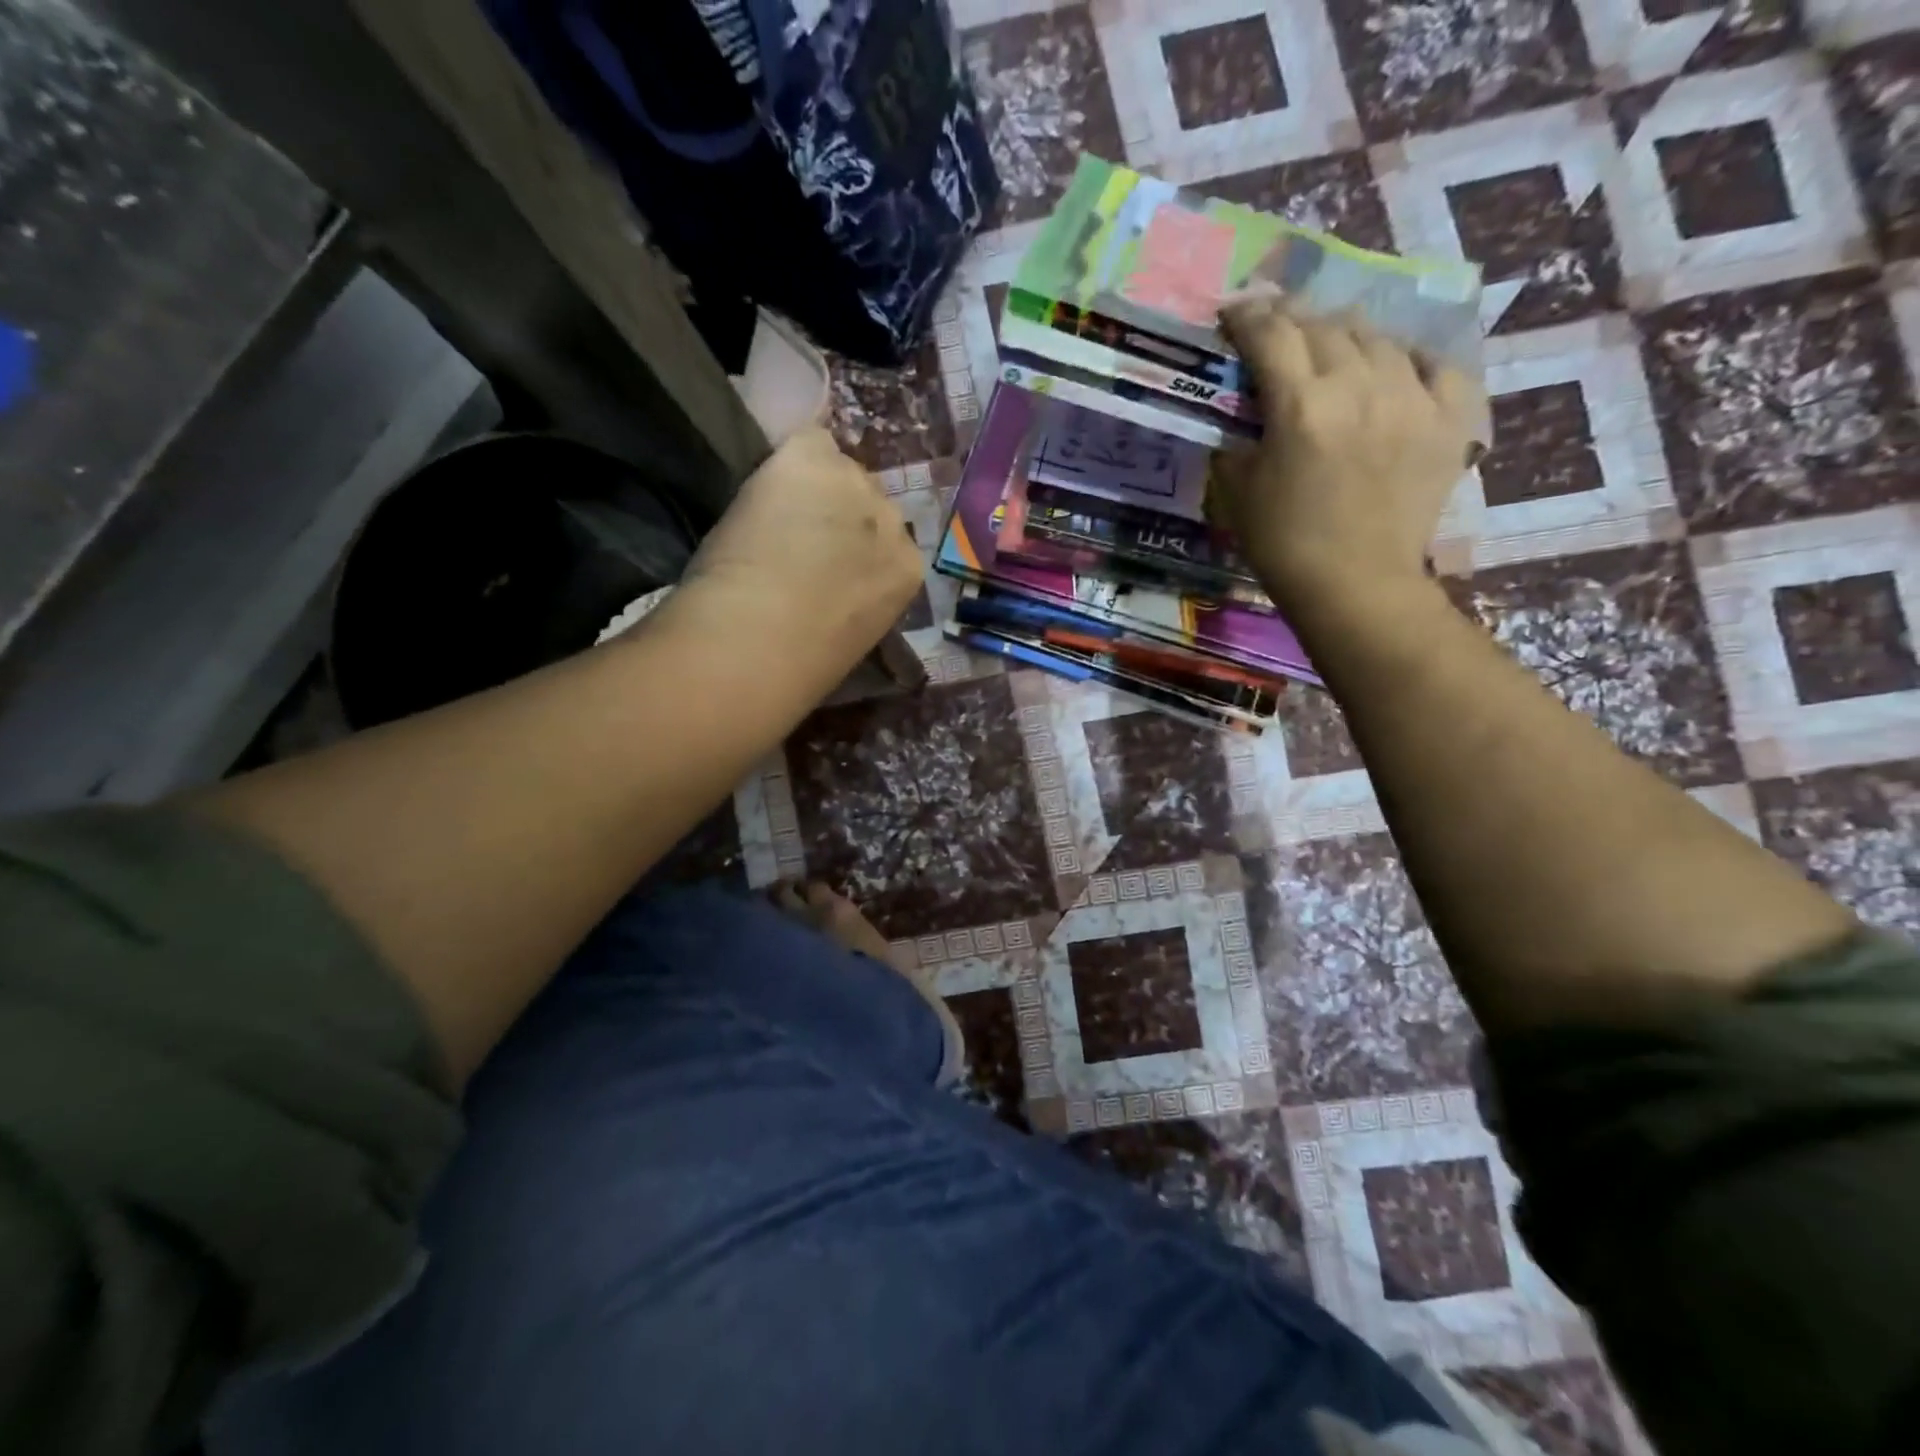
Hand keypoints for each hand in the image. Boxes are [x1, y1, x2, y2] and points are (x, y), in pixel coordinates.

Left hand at [663, 427, 922, 672]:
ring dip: (811, 488)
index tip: (826, 563)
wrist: (759, 639)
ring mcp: (854, 485)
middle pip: (867, 500)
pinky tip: (765, 488)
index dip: (853, 547)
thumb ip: (858, 597)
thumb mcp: (853, 634)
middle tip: (798, 540)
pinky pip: (807, 440)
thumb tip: (834, 584)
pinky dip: (785, 460)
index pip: (888, 541)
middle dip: (838, 515)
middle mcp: (892, 521)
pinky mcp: (813, 457)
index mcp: (908, 572)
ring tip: (775, 517)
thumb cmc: (802, 663)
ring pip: (835, 469)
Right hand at [1217, 298, 1484, 613]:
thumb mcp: (1238, 491)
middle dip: (1293, 318)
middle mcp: (1360, 386)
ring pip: (1379, 337)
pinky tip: (1394, 371)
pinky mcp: (1450, 418)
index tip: (1234, 313)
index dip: (1248, 317)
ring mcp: (1413, 398)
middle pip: (1324, 326)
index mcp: (1301, 406)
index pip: (1271, 335)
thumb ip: (1237, 438)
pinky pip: (1436, 364)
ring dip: (1345, 335)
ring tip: (1331, 346)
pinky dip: (1409, 360)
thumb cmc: (1284, 544)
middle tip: (1276, 326)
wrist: (1356, 584)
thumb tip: (1242, 413)